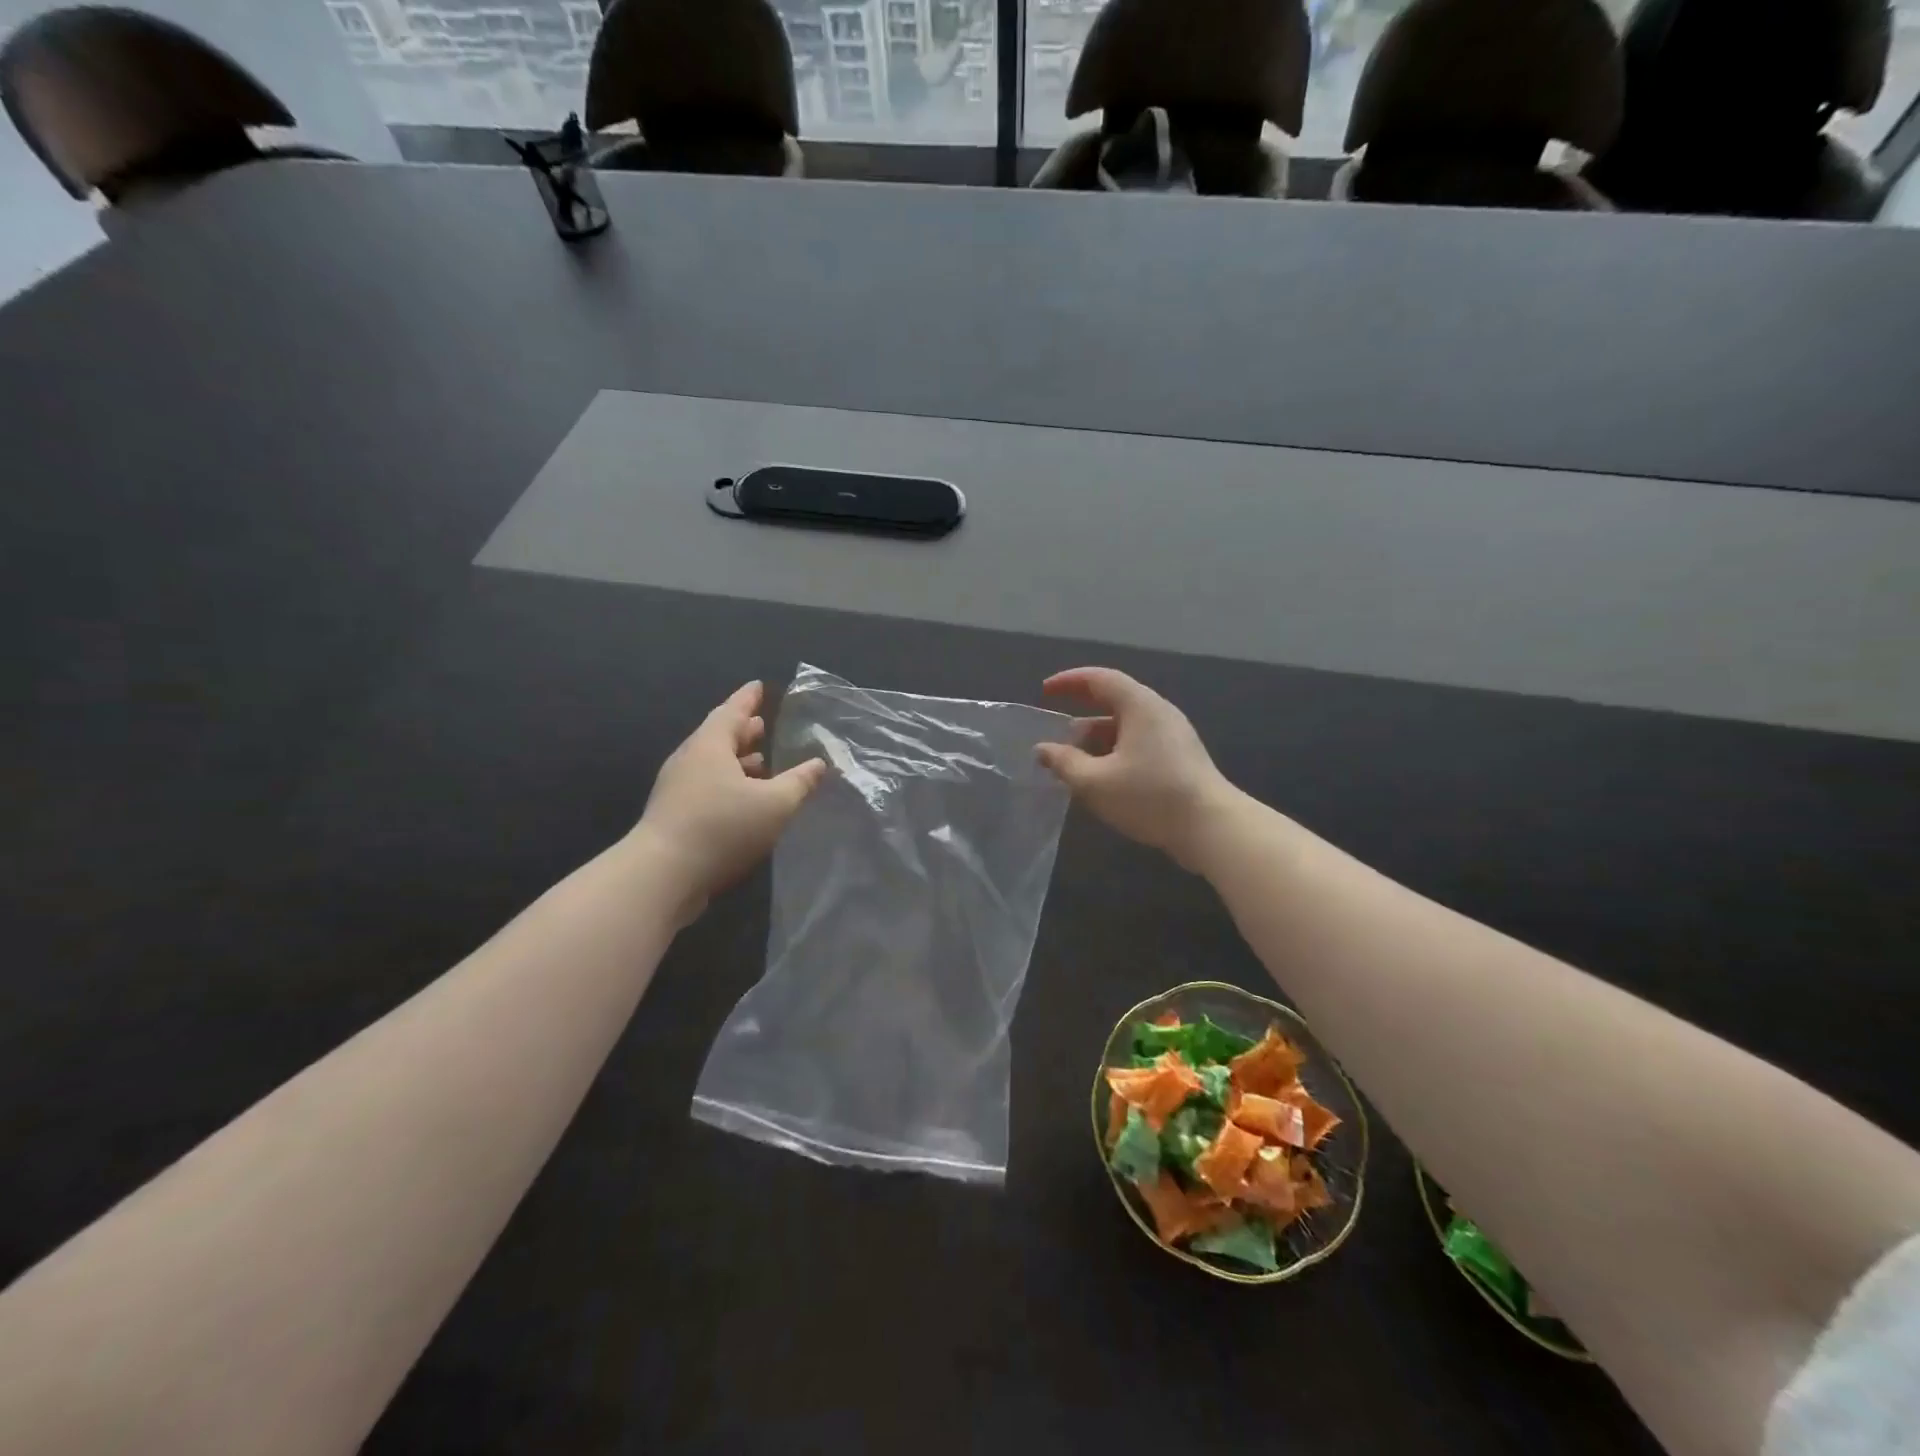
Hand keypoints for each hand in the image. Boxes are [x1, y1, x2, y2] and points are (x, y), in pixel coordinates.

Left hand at [631, 681, 827, 922]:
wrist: (662, 875)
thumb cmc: (722, 827)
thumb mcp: (775, 804)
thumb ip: (800, 782)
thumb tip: (818, 764)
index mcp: (710, 746)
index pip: (731, 711)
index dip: (747, 699)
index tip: (758, 686)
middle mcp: (690, 761)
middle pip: (718, 737)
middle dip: (742, 731)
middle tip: (763, 725)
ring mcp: (677, 789)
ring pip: (712, 765)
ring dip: (736, 761)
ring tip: (761, 762)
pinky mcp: (674, 816)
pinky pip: (707, 787)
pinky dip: (728, 784)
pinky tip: (744, 801)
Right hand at [1037, 667, 1236, 872]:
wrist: (1211, 827)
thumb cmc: (1150, 796)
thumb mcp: (1096, 782)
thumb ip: (1065, 763)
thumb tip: (1043, 749)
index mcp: (1140, 706)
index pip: (1100, 678)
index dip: (1069, 681)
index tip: (1045, 691)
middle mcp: (1159, 713)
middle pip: (1114, 702)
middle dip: (1081, 716)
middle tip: (1056, 734)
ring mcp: (1173, 736)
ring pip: (1126, 727)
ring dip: (1097, 739)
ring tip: (1074, 763)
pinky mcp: (1180, 759)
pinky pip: (1139, 744)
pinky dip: (1114, 752)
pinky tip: (1102, 779)